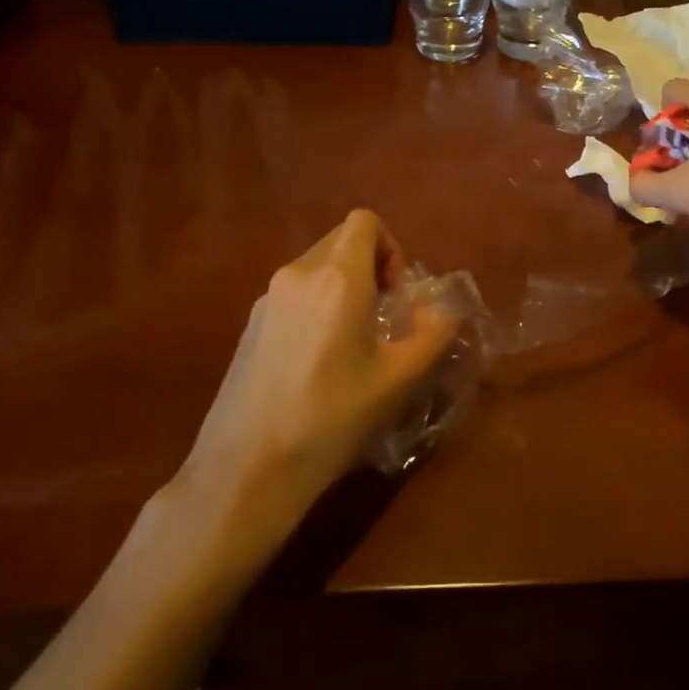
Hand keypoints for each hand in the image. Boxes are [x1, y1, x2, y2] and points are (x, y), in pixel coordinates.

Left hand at [172, 210, 461, 525]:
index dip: (391, 246)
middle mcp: (298, 274)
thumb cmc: (333, 418)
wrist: (247, 469)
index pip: (365, 221)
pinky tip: (317, 362)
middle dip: (370, 266)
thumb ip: (434, 334)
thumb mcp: (401, 380)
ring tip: (352, 342)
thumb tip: (441, 311)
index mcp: (338, 278)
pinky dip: (316, 306)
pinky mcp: (250, 324)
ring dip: (343, 286)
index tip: (396, 295)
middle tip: (382, 317)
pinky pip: (294, 293)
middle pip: (341, 240)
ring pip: (317, 267)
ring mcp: (267, 299)